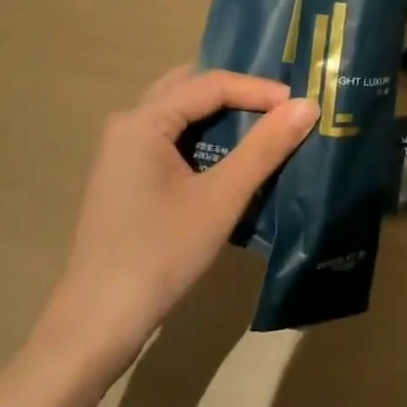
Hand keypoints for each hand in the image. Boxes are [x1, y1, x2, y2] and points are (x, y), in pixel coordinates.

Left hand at [31, 67, 317, 376]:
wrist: (99, 323)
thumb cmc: (161, 254)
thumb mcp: (222, 198)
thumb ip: (265, 147)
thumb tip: (308, 106)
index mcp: (143, 121)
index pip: (210, 84)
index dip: (260, 89)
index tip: (301, 105)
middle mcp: (127, 125)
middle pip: (190, 88)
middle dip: (238, 92)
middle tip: (283, 104)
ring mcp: (122, 152)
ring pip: (180, 113)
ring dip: (221, 114)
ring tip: (266, 124)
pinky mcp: (126, 177)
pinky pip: (171, 137)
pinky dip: (205, 136)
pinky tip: (232, 156)